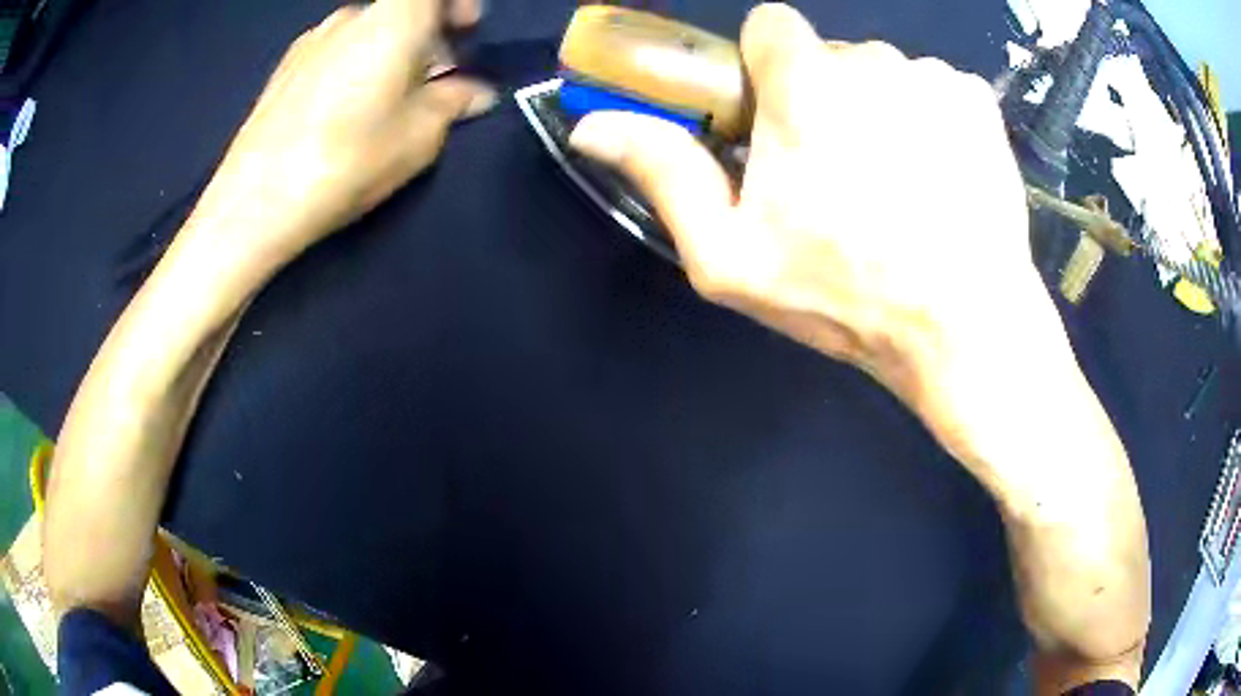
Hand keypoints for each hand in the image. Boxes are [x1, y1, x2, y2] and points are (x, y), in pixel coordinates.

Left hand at [186, 0, 494, 271]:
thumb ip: (454, 101)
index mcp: (393, 19)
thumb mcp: (420, 136)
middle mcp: (350, 16)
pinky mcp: (283, 69)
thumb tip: (473, 92)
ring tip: (385, 104)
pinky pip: (333, 52)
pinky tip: (343, 113)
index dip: (459, 4)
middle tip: (433, 82)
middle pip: (400, 11)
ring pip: (365, 32)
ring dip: (387, 54)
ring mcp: (310, 40)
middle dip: (426, 37)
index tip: (467, 32)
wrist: (255, 202)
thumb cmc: (348, 159)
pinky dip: (352, 67)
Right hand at [570, 3, 1068, 479]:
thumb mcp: (731, 256)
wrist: (965, 327)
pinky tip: (940, 177)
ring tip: (897, 185)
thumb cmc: (846, 295)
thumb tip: (591, 126)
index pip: (770, 25)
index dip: (768, 66)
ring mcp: (932, 78)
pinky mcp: (978, 102)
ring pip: (886, 74)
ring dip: (880, 111)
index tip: (778, 117)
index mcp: (804, 84)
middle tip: (841, 175)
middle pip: (831, 56)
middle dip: (825, 98)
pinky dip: (930, 120)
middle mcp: (872, 61)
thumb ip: (664, 174)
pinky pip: (935, 90)